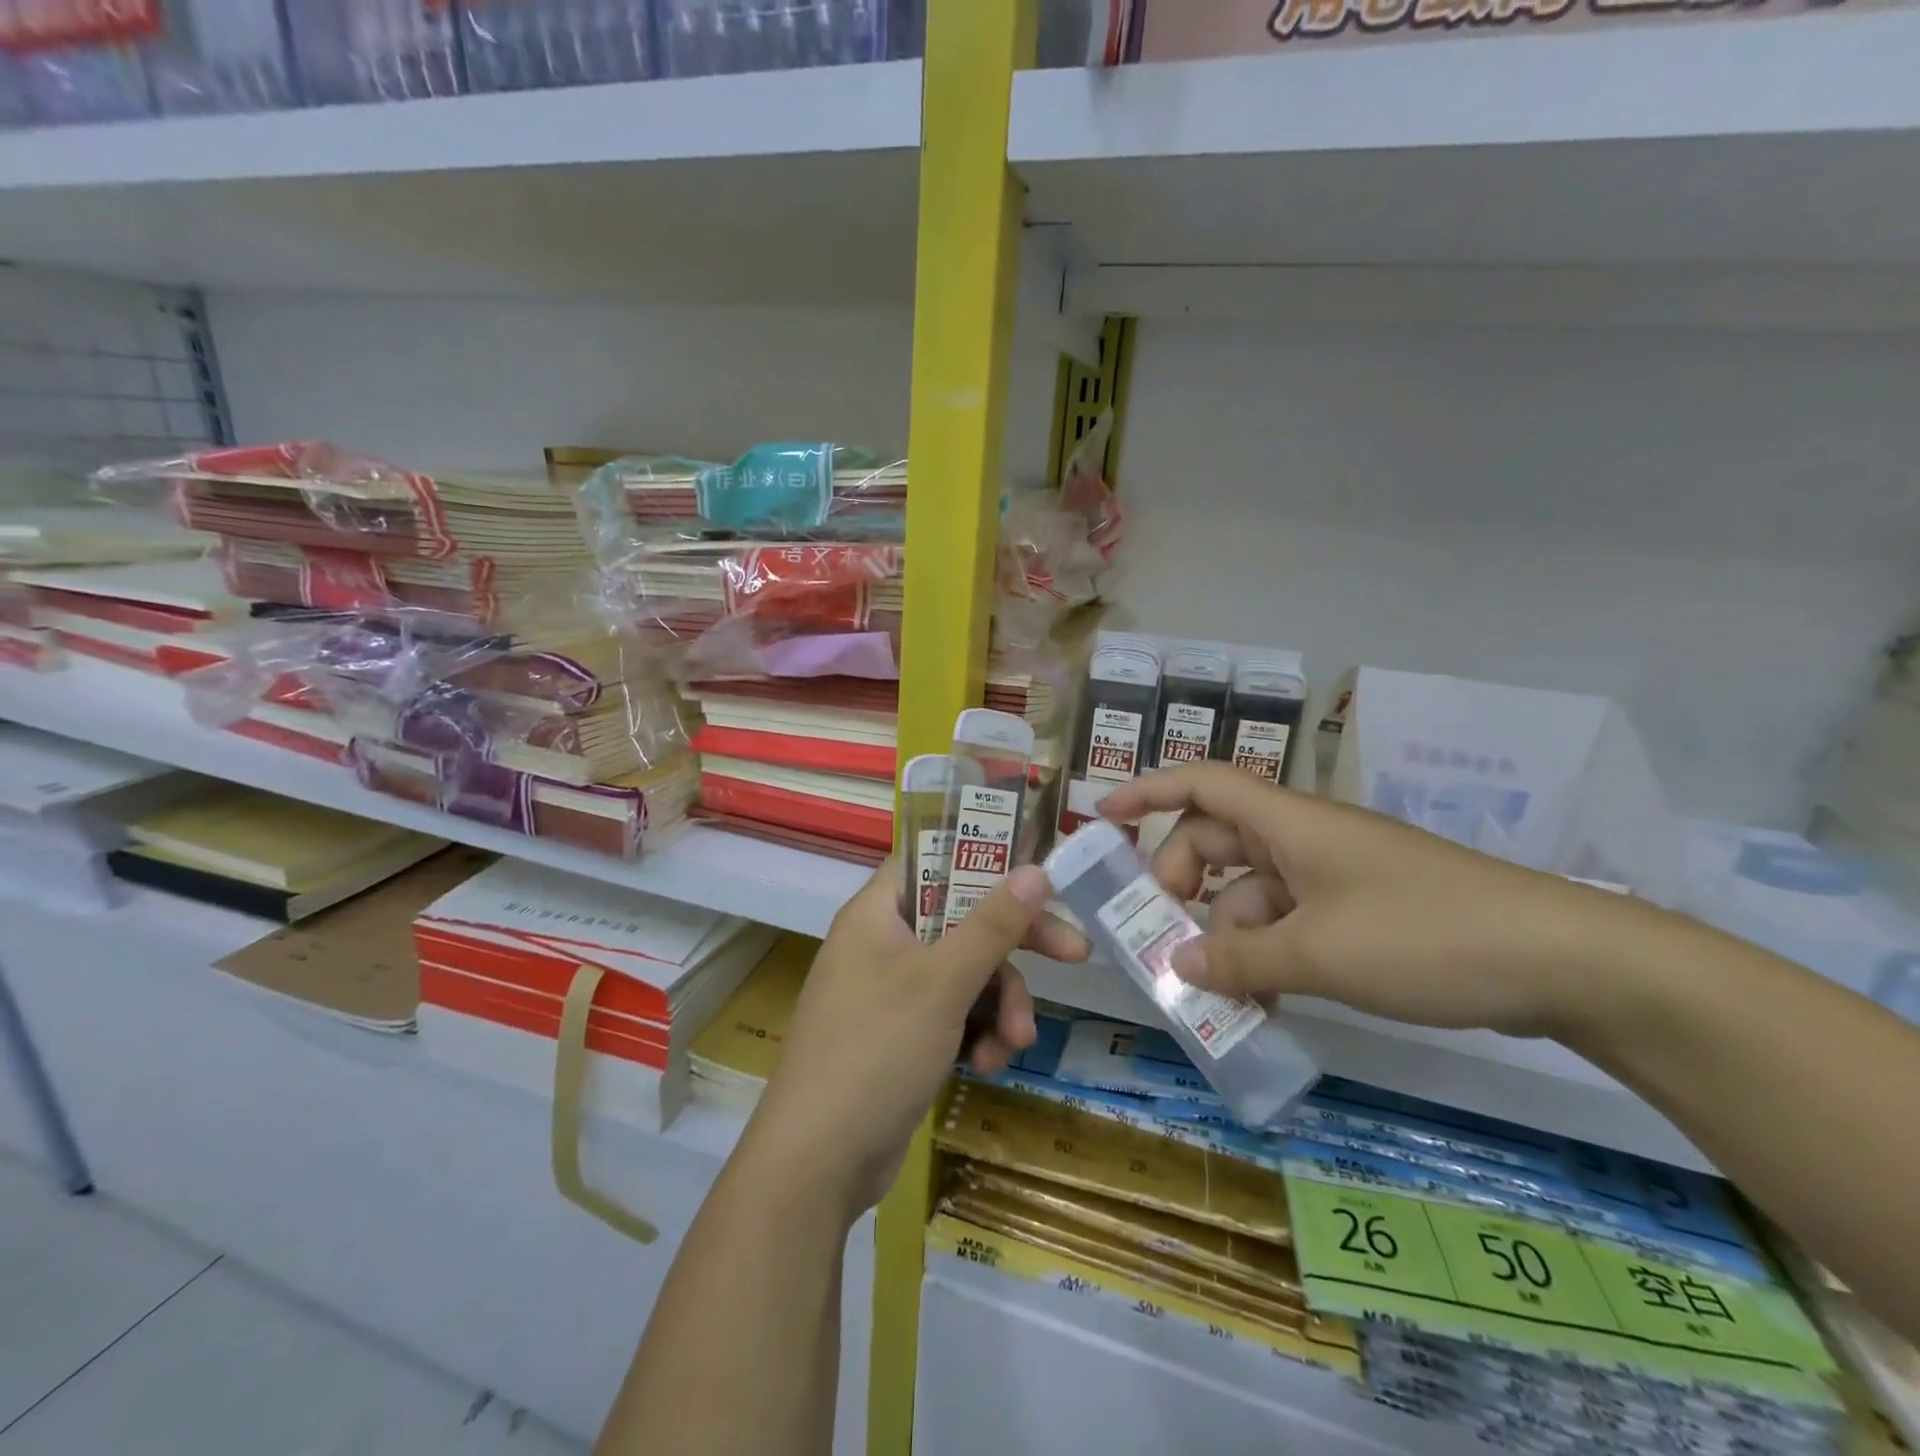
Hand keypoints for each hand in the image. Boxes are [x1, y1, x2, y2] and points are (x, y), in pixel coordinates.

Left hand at [744, 859, 1086, 1218]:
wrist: (818, 1162)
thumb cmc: (876, 1049)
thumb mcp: (943, 982)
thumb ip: (993, 924)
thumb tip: (1036, 869)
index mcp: (879, 912)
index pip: (933, 859)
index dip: (983, 858)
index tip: (1035, 873)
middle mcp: (884, 943)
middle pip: (962, 920)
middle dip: (1014, 949)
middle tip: (1075, 955)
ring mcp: (892, 992)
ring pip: (965, 974)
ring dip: (999, 1005)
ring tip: (1015, 1042)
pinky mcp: (902, 1036)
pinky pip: (953, 1015)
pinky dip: (976, 1034)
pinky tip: (987, 1065)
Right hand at [1098, 764, 1636, 1040]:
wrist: (1565, 959)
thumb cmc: (1428, 935)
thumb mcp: (1321, 952)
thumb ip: (1242, 958)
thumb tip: (1180, 964)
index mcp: (1290, 823)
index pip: (1201, 783)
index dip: (1147, 791)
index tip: (1102, 818)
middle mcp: (1304, 839)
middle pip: (1216, 841)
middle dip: (1180, 883)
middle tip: (1161, 936)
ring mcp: (1334, 876)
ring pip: (1252, 891)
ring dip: (1227, 934)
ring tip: (1216, 993)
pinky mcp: (1361, 911)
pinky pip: (1289, 921)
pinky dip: (1268, 952)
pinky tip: (1265, 999)